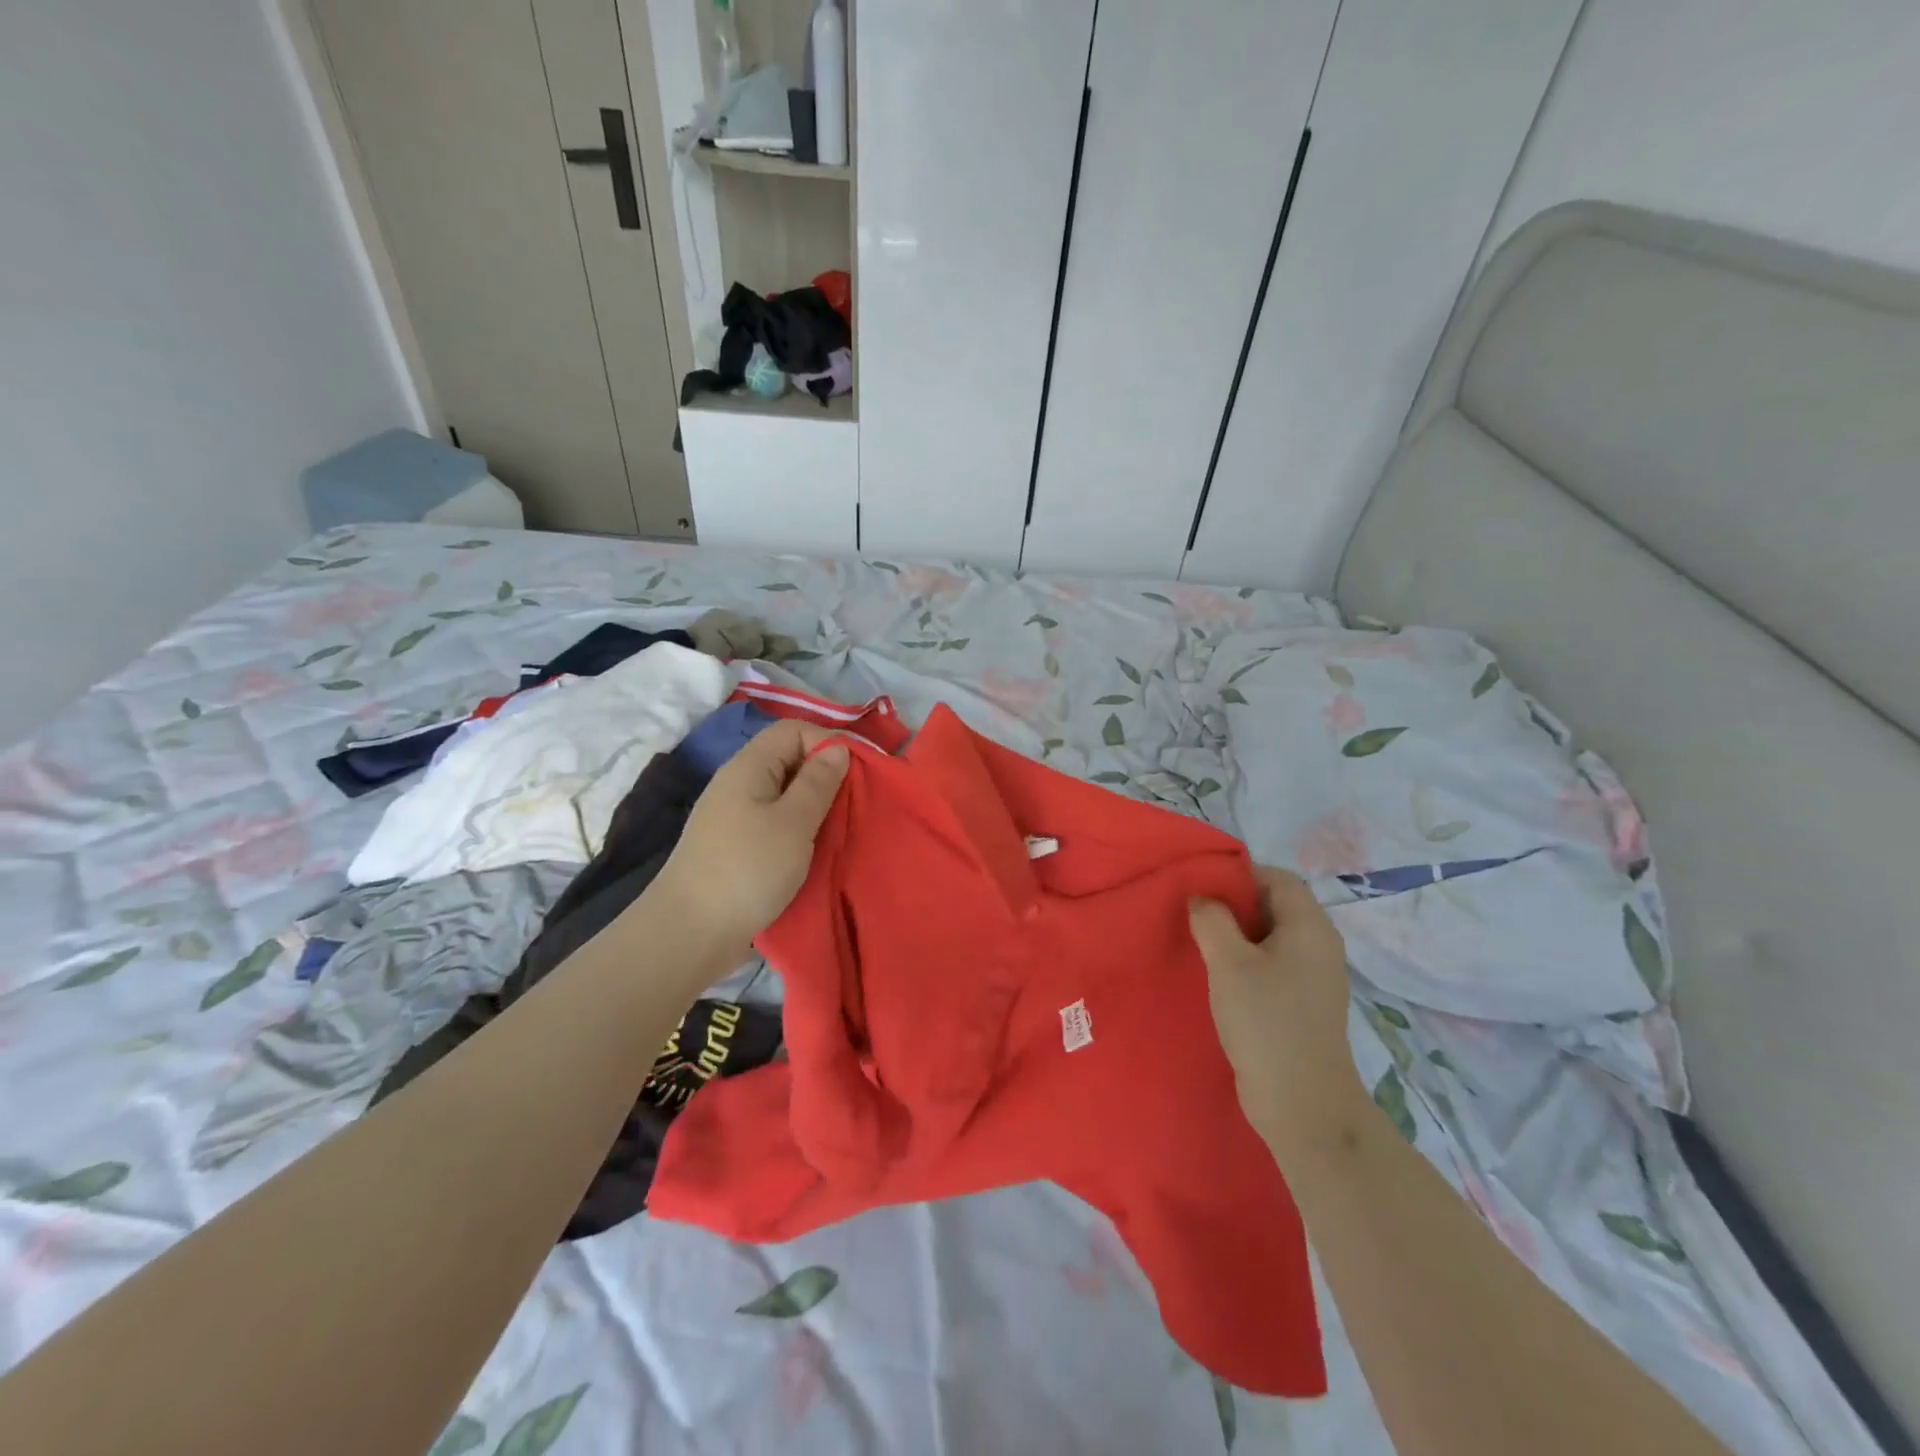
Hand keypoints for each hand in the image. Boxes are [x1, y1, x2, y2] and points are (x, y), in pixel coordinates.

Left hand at [649, 720, 850, 970]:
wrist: (690, 934)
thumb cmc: (747, 870)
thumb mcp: (793, 822)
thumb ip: (818, 782)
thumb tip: (837, 748)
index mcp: (749, 766)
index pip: (793, 730)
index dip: (828, 741)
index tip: (858, 773)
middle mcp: (740, 785)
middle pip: (790, 761)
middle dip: (827, 777)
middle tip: (857, 804)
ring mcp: (737, 817)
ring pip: (787, 796)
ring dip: (817, 809)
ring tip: (844, 829)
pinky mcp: (739, 848)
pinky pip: (778, 825)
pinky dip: (802, 833)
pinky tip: (819, 852)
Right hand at [1189, 865, 1370, 1165]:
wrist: (1302, 1103)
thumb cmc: (1266, 1021)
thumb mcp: (1229, 962)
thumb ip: (1211, 919)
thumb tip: (1202, 898)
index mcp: (1309, 926)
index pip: (1276, 878)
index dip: (1239, 875)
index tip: (1200, 887)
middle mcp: (1318, 945)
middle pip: (1274, 905)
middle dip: (1233, 905)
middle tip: (1193, 914)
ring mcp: (1313, 977)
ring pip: (1270, 937)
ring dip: (1236, 936)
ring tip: (1199, 945)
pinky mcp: (1302, 1004)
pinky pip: (1272, 966)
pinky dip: (1246, 962)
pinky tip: (1218, 978)